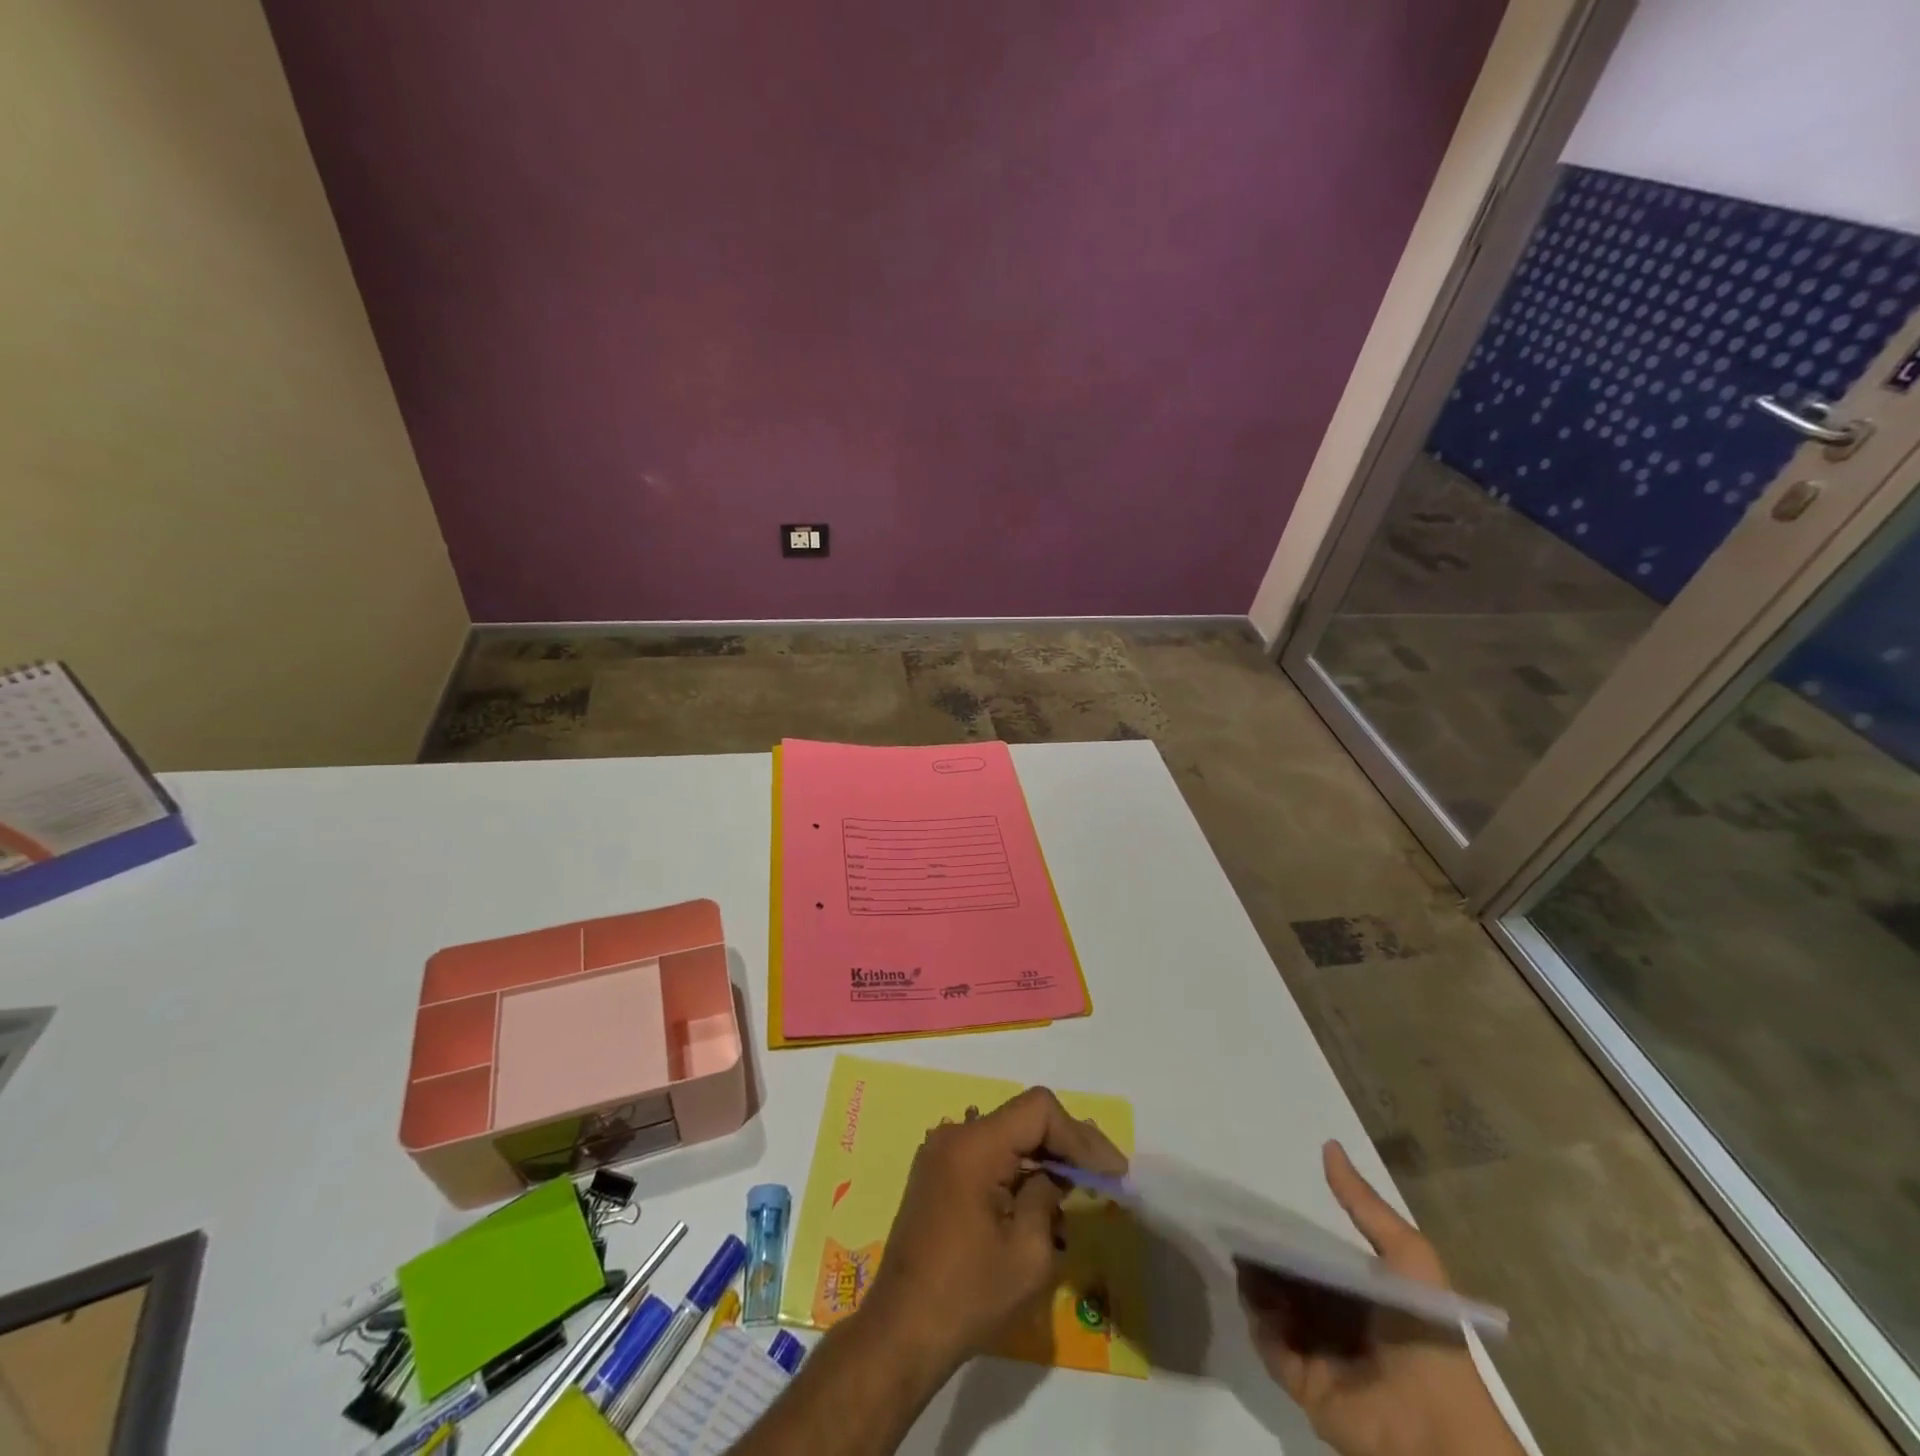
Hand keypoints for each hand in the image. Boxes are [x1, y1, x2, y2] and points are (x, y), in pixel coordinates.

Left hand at [856, 1086, 1127, 1384]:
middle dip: (1067, 1145)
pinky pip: (987, 1157)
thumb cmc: (968, 1296)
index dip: (1079, 1135)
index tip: (1111, 1171)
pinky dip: (1017, 1172)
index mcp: (974, 1145)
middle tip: (1106, 1176)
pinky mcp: (937, 1176)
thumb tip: (1055, 1175)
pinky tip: (1041, 1201)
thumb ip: (1048, 1197)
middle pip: (1022, 1120)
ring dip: (1043, 1160)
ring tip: (1080, 1190)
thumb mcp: (1028, 1254)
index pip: (1038, 1110)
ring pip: (1006, 1138)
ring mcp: (941, 1154)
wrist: (900, 1332)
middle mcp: (955, 1136)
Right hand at [1238, 1142, 1521, 1455]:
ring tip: (1237, 1250)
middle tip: (1237, 1222)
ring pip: (1274, 1305)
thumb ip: (1366, 1205)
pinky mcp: (1303, 1382)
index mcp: (1365, 1293)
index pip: (1317, 1253)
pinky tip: (1249, 1291)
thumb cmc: (1424, 1333)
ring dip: (1256, 1280)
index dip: (1290, 1229)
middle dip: (1265, 1253)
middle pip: (1290, 1277)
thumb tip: (1329, 1145)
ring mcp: (1320, 1351)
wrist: (1436, 1430)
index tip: (1261, 1201)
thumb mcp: (1408, 1256)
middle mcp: (1339, 1319)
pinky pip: (1269, 1343)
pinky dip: (1257, 1318)